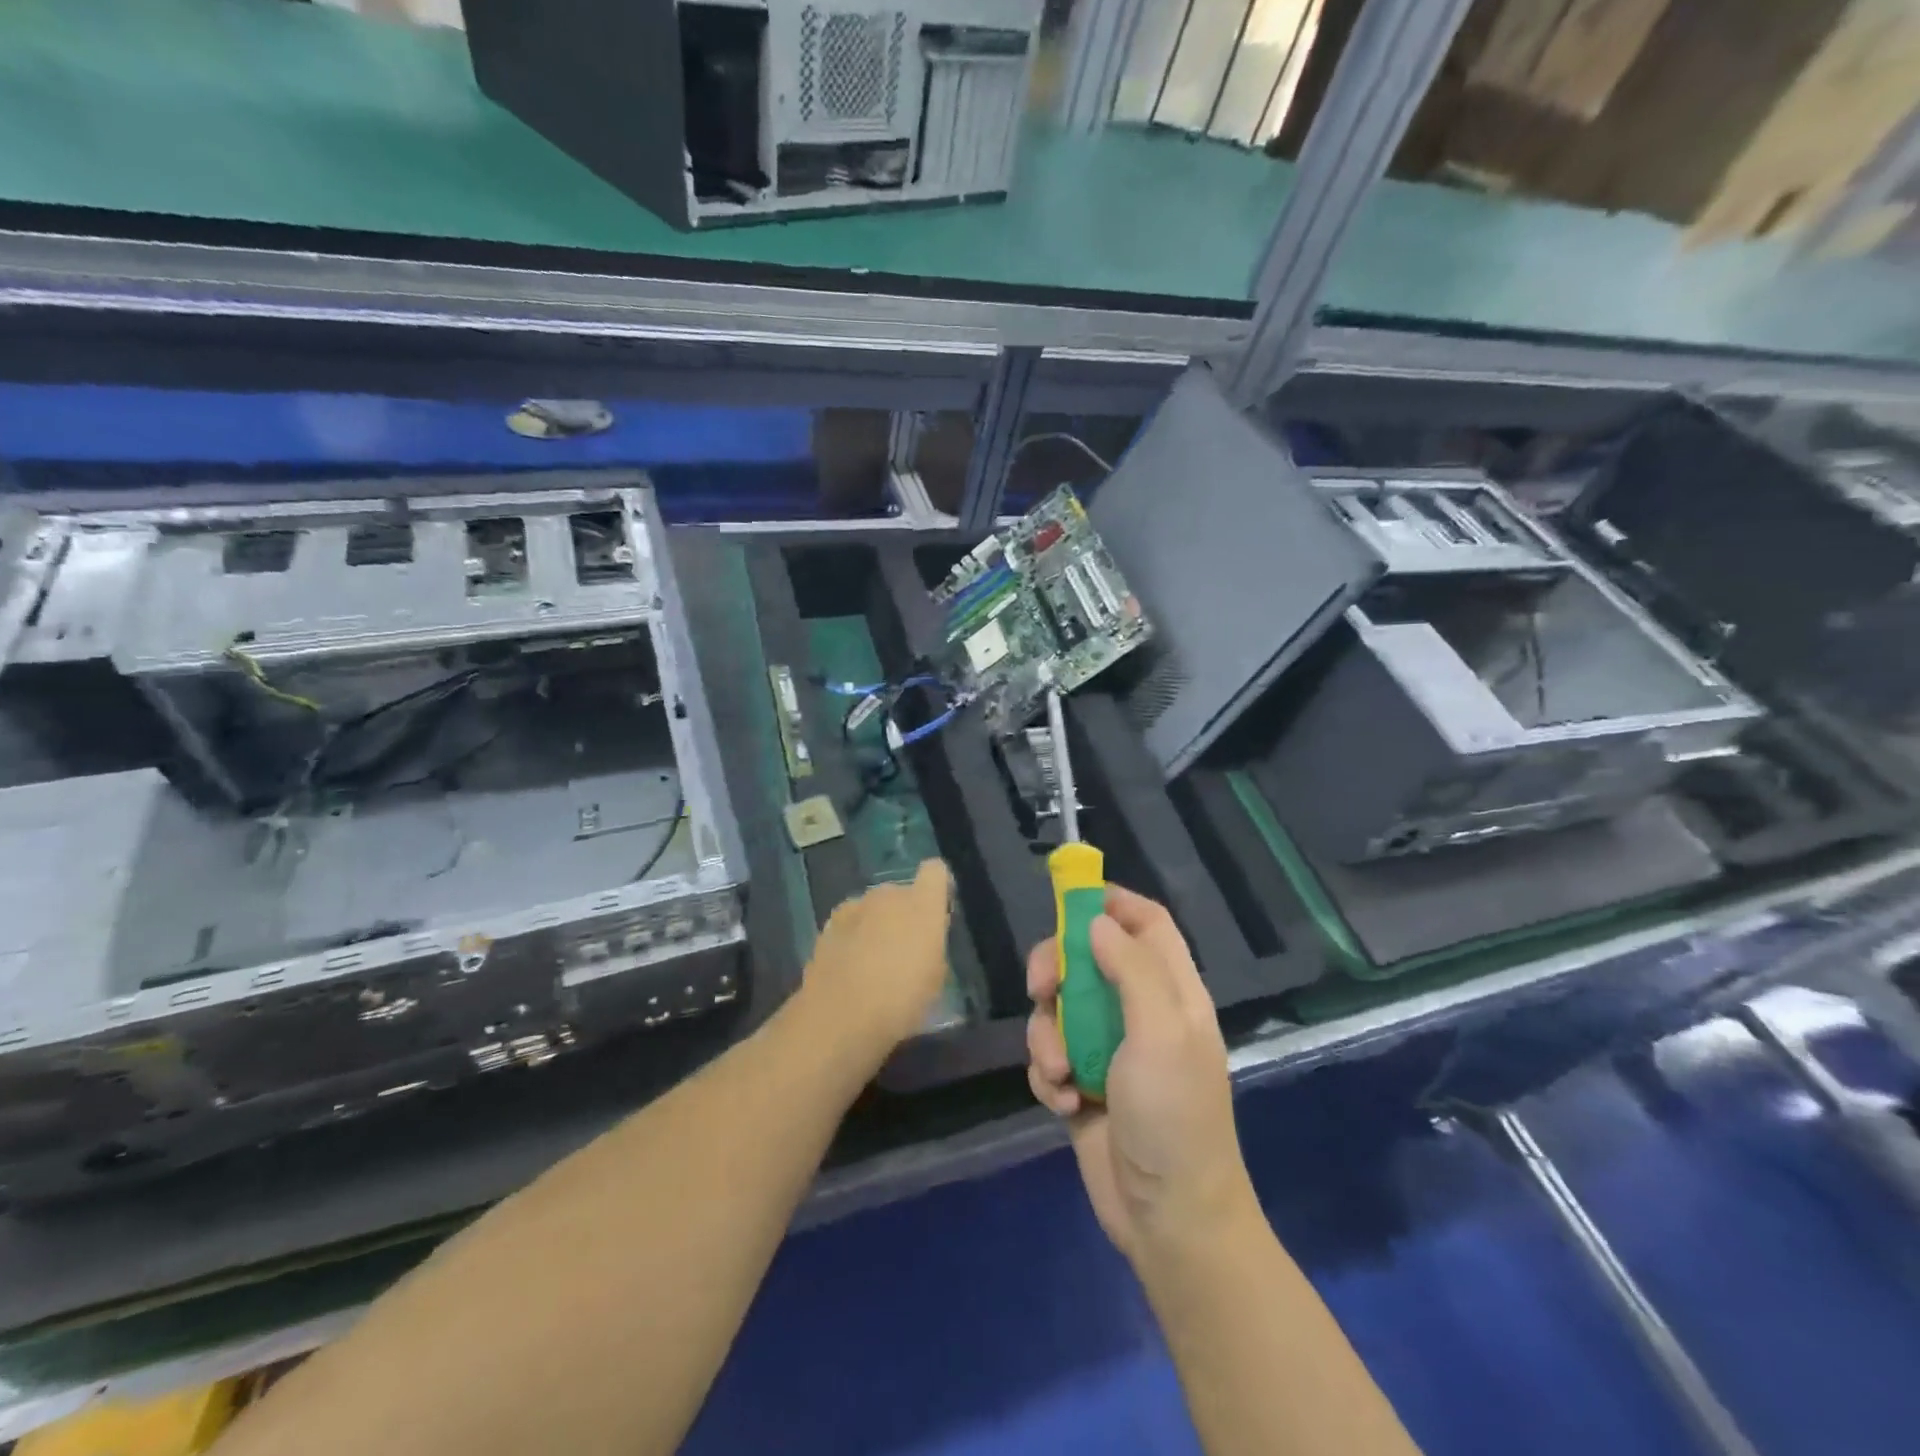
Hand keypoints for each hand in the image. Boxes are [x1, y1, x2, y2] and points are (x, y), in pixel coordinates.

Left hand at [801, 859, 952, 1054]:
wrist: (840, 1016)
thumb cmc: (901, 1001)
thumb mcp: (935, 980)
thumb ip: (932, 948)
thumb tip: (924, 942)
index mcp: (922, 904)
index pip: (935, 871)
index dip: (938, 887)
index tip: (939, 910)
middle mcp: (888, 895)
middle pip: (901, 892)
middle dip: (904, 913)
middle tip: (905, 949)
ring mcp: (855, 906)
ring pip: (873, 907)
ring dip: (876, 924)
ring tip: (873, 961)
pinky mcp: (828, 924)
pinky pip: (850, 922)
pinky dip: (852, 936)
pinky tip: (849, 967)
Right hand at [1027, 884, 1256, 1265]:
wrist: (1169, 1220)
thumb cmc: (1174, 1117)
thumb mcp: (1161, 1033)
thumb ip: (1131, 969)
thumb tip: (1097, 922)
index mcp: (1171, 991)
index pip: (1146, 923)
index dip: (1111, 903)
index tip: (1067, 898)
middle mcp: (1139, 1011)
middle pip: (1087, 958)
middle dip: (1057, 969)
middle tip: (1041, 988)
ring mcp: (1109, 1049)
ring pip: (1059, 1009)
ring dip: (1047, 1037)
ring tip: (1061, 1074)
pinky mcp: (1083, 1083)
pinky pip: (1050, 1056)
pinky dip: (1049, 1075)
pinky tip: (1067, 1105)